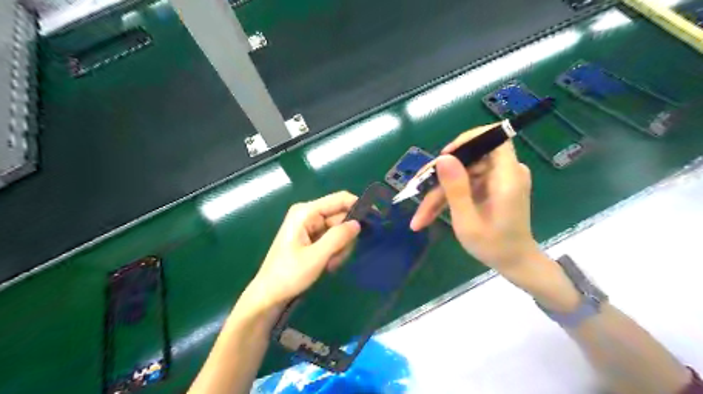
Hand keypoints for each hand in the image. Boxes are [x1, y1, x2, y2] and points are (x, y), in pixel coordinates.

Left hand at [245, 193, 357, 312]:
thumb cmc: (289, 275)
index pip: (340, 199)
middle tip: (339, 257)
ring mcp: (310, 226)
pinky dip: (335, 251)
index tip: (376, 218)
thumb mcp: (316, 257)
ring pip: (339, 230)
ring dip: (340, 248)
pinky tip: (328, 264)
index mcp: (306, 212)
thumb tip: (358, 223)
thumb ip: (338, 238)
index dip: (359, 205)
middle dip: (345, 237)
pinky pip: (333, 239)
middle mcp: (309, 214)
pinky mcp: (312, 237)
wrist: (270, 294)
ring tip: (330, 264)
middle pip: (341, 217)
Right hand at [410, 125, 538, 275]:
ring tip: (420, 217)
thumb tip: (443, 158)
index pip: (494, 138)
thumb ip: (456, 188)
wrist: (514, 263)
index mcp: (507, 177)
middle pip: (468, 160)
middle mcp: (505, 173)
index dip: (468, 140)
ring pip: (461, 175)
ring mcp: (497, 180)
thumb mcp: (468, 221)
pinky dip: (447, 198)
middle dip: (440, 178)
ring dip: (438, 193)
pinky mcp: (490, 187)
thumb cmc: (494, 246)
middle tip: (416, 191)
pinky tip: (429, 215)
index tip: (444, 156)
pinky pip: (465, 184)